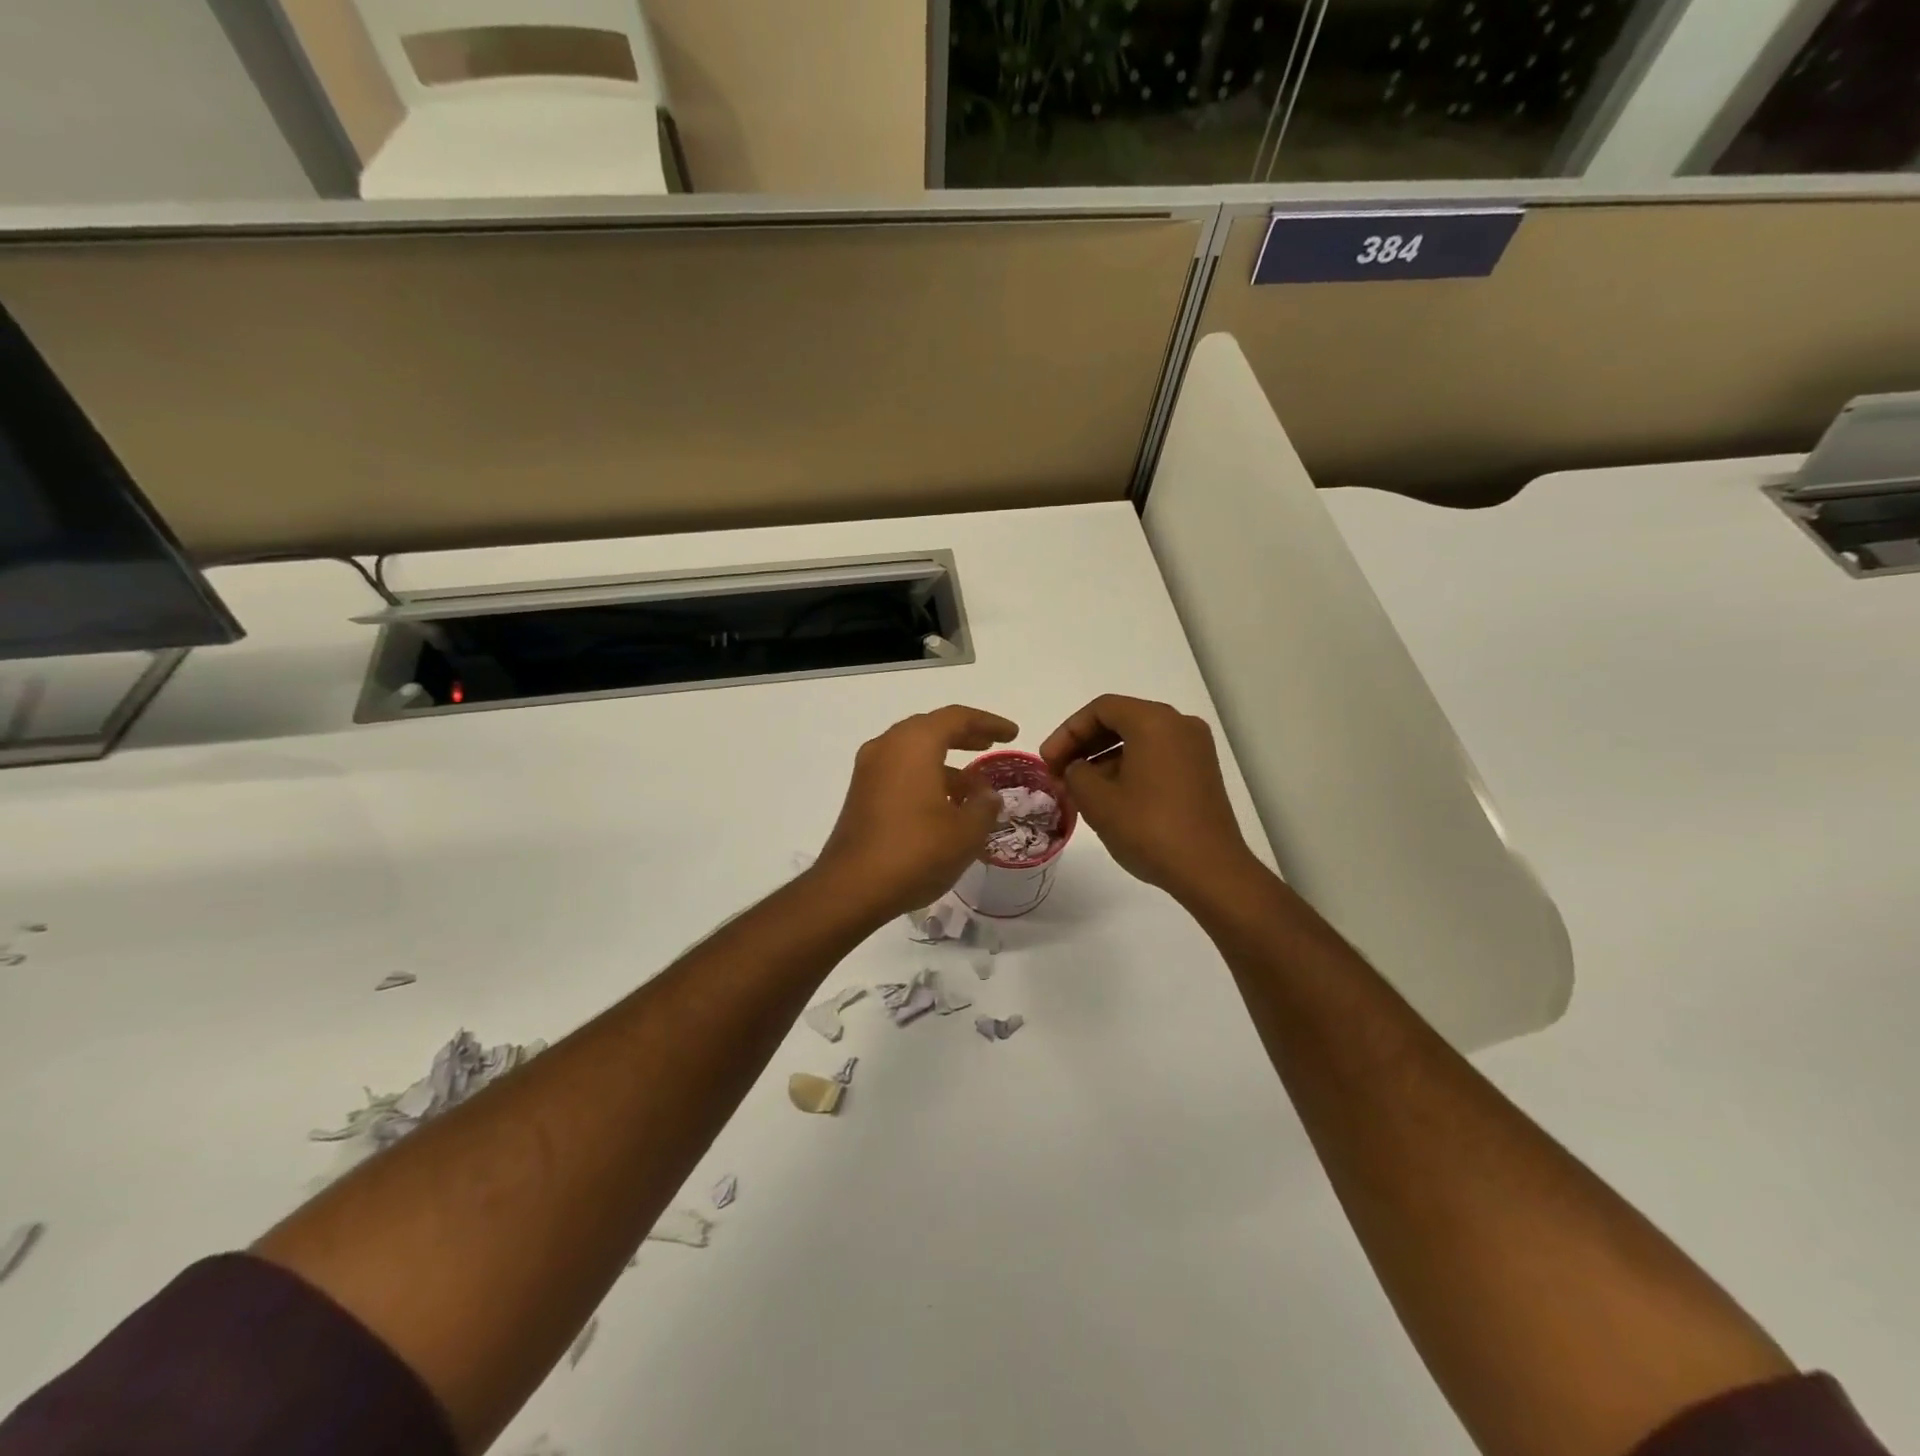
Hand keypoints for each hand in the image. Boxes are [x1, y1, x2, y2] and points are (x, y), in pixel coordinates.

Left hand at [813, 705, 1017, 922]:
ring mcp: (870, 770)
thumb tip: (986, 794)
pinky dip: (925, 776)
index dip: (989, 723)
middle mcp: (888, 747)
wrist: (852, 887)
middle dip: (964, 736)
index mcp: (914, 743)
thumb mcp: (966, 831)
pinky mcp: (861, 793)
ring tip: (974, 785)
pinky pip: (900, 771)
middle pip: (932, 728)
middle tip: (991, 745)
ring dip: (945, 760)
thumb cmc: (916, 851)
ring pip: (914, 751)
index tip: (1012, 733)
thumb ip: (985, 805)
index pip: (957, 718)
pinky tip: (945, 804)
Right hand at [1040, 695, 1254, 902]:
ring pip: (1139, 739)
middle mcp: (1179, 724)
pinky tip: (1109, 796)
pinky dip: (1129, 767)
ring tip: (1079, 788)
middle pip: (1121, 720)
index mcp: (1154, 721)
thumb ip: (1075, 773)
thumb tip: (1077, 769)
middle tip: (1058, 771)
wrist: (1210, 870)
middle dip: (1084, 744)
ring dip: (1104, 758)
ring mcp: (1195, 749)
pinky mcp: (1202, 773)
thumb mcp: (1097, 800)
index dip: (1067, 732)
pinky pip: (1157, 756)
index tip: (1047, 761)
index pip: (1100, 709)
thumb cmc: (1149, 828)